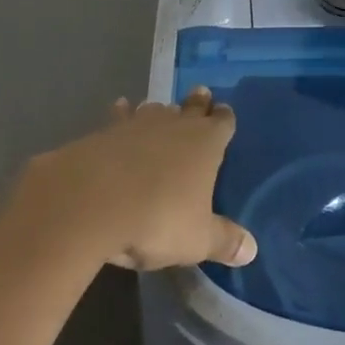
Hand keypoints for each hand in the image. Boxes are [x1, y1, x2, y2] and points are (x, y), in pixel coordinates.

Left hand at [12, 90, 256, 271]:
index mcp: (206, 143)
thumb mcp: (197, 239)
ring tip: (162, 110)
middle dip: (198, 103)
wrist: (93, 200)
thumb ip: (224, 240)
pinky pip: (120, 116)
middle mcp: (176, 124)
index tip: (224, 114)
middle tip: (201, 94)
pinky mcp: (107, 130)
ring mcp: (140, 123)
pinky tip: (120, 108)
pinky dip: (122, 113)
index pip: (223, 122)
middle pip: (192, 106)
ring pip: (156, 109)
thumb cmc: (158, 218)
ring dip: (161, 111)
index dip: (224, 118)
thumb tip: (251, 249)